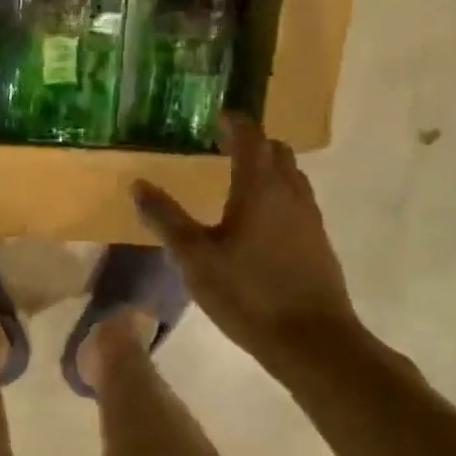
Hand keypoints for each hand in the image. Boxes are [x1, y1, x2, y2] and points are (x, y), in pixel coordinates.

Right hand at [133, 113, 358, 358]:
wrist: (312, 340)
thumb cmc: (247, 292)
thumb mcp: (194, 257)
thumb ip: (165, 218)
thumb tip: (138, 184)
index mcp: (259, 188)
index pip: (250, 137)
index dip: (234, 122)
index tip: (217, 115)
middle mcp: (290, 193)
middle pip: (276, 151)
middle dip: (252, 142)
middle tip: (223, 146)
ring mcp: (309, 218)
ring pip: (291, 176)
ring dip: (267, 168)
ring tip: (238, 179)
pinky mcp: (317, 242)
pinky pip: (297, 201)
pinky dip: (276, 194)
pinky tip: (257, 220)